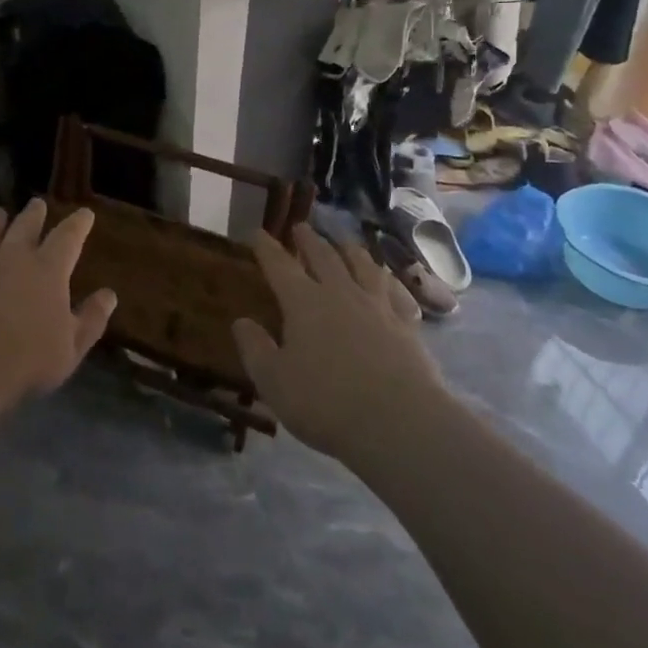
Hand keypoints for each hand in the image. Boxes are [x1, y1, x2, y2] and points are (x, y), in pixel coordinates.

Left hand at [0, 199, 116, 413]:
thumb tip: (109, 295)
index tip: (85, 212)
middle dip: (34, 215)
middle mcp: (12, 258)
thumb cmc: (24, 361)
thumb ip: (91, 320)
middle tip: (37, 203)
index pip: (68, 238)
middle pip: (25, 228)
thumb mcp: (70, 348)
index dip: (78, 224)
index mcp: (48, 271)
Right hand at [233, 225, 443, 464]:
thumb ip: (255, 349)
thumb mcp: (274, 381)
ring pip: (363, 266)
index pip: (280, 266)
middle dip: (309, 240)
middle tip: (301, 226)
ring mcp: (378, 306)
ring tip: (345, 242)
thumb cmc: (326, 402)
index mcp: (304, 302)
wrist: (399, 420)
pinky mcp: (407, 324)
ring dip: (350, 250)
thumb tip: (241, 321)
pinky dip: (389, 281)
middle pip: (323, 256)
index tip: (258, 232)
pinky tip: (388, 281)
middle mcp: (340, 293)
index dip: (267, 248)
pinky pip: (396, 292)